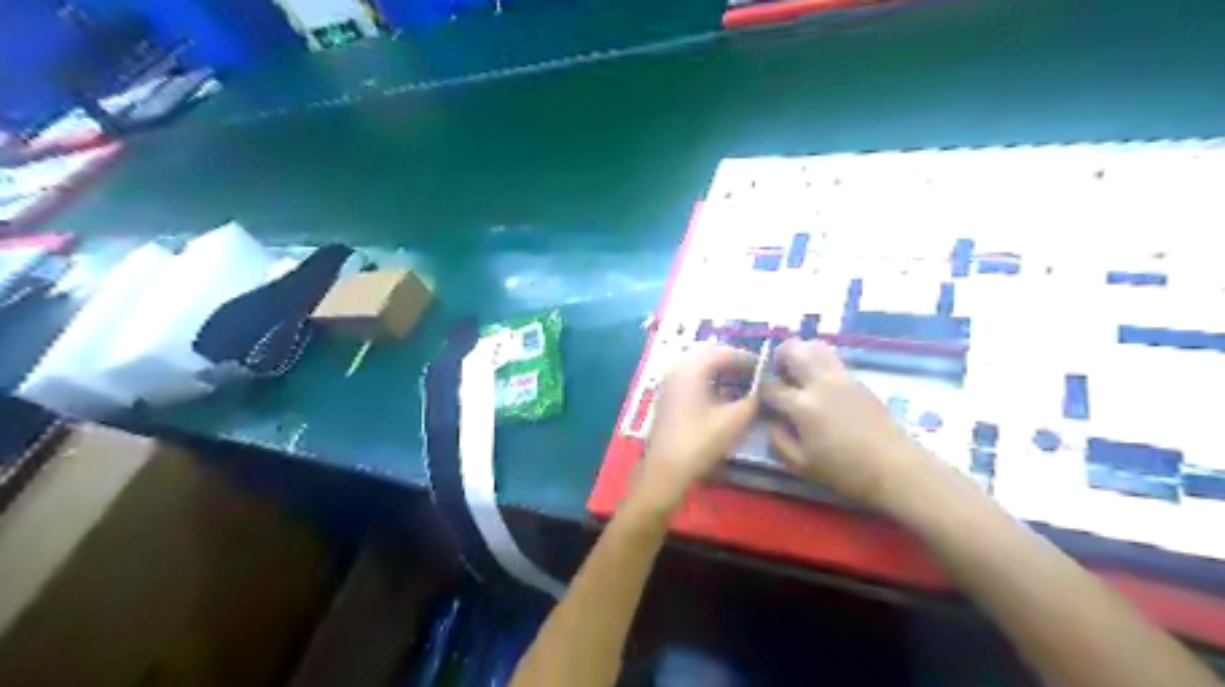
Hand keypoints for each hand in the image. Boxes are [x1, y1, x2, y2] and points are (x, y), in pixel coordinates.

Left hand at [638, 344, 762, 515]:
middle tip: (754, 371)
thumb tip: (763, 389)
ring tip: (742, 382)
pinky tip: (723, 394)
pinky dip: (709, 380)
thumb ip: (752, 399)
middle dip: (732, 361)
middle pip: (709, 354)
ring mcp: (669, 382)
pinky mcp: (668, 397)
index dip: (746, 357)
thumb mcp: (734, 420)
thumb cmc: (700, 442)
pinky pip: (691, 378)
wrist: (665, 469)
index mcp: (692, 368)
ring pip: (698, 366)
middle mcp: (677, 369)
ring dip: (720, 370)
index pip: (723, 352)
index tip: (765, 366)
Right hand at [763, 339, 934, 508]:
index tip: (759, 396)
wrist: (895, 468)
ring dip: (802, 352)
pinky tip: (821, 384)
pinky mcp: (858, 381)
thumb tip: (773, 423)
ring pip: (816, 347)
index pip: (770, 386)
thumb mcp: (802, 465)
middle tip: (778, 373)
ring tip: (799, 372)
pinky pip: (832, 360)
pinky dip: (819, 362)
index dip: (760, 389)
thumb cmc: (845, 471)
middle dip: (779, 356)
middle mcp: (820, 383)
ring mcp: (842, 378)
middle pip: (793, 351)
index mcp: (802, 405)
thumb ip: (779, 442)